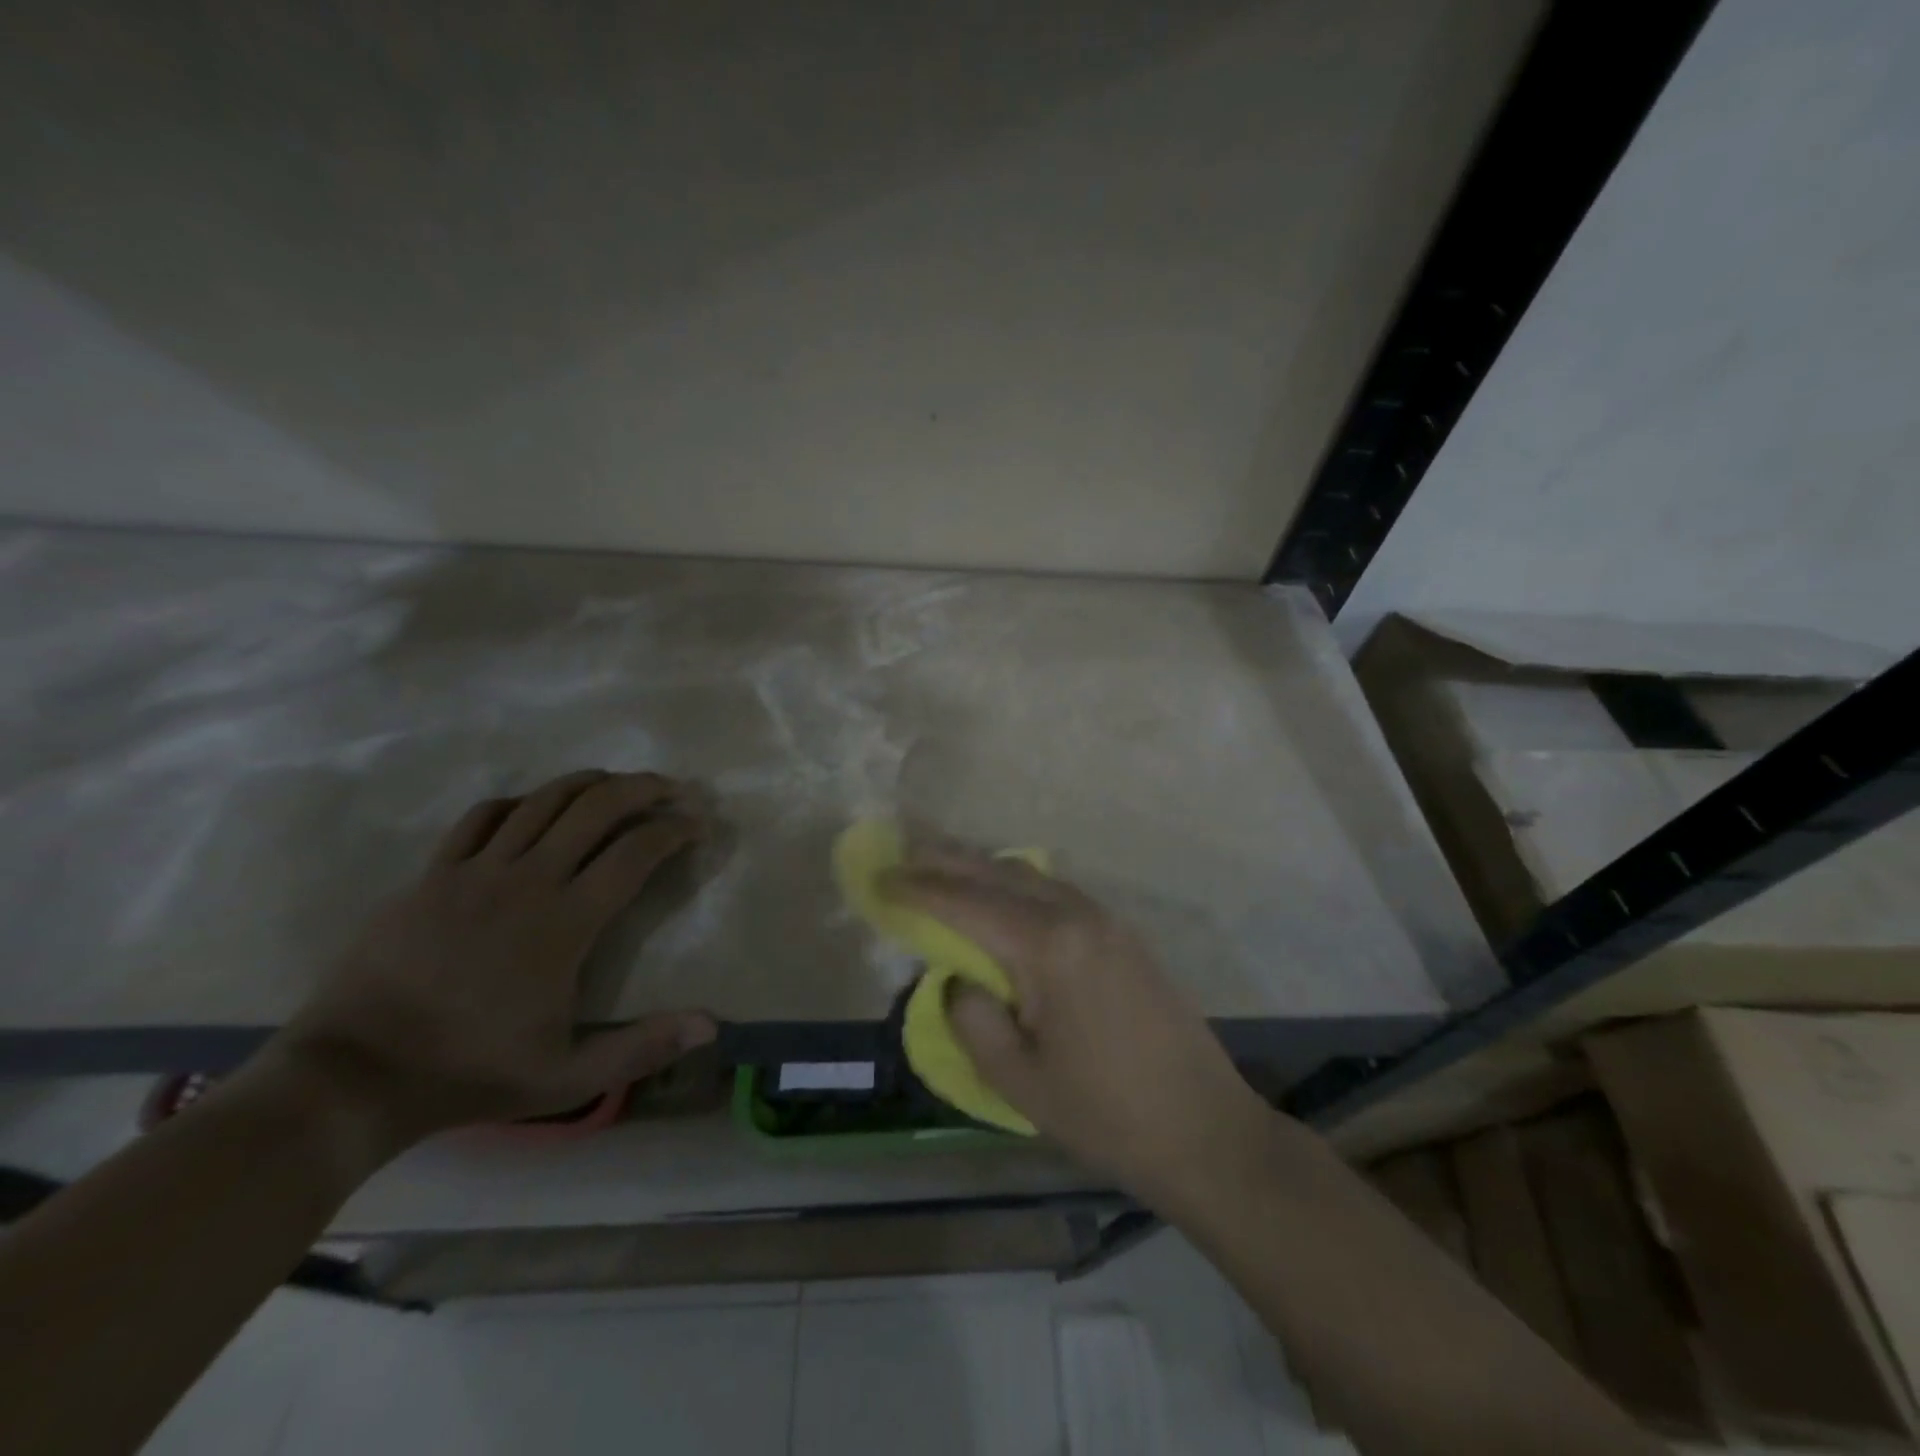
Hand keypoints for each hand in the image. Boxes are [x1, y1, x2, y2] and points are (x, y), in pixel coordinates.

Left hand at [264, 770, 716, 1153]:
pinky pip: (483, 817)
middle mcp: (527, 880)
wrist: (352, 1075)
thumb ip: (642, 1047)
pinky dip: (521, 802)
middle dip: (643, 788)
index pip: (635, 853)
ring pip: (543, 800)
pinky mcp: (433, 875)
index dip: (674, 830)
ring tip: (617, 784)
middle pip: (596, 808)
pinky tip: (535, 808)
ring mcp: (474, 871)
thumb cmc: (469, 1072)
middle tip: (672, 789)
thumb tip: (711, 1025)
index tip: (697, 825)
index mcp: (565, 922)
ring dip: (590, 783)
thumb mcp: (567, 1078)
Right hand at [884, 844, 1271, 1204]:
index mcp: (1047, 946)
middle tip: (903, 849)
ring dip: (983, 867)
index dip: (918, 889)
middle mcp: (1077, 915)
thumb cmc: (1107, 1115)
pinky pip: (1056, 891)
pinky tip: (1003, 897)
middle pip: (998, 873)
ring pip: (1030, 876)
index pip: (966, 903)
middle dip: (947, 859)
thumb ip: (974, 1019)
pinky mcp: (1123, 934)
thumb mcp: (1019, 1081)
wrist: (1206, 1129)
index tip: (879, 877)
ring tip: (944, 866)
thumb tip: (962, 980)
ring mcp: (1106, 920)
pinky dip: (1017, 884)